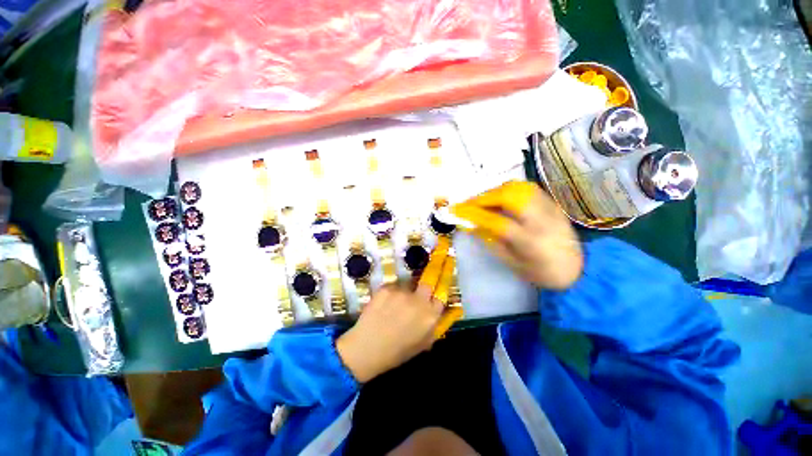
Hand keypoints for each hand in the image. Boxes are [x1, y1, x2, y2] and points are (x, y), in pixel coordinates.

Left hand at [336, 238, 458, 382]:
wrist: (366, 349)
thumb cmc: (398, 351)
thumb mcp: (424, 342)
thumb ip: (438, 323)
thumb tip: (451, 308)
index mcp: (430, 315)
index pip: (443, 291)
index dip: (445, 279)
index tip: (447, 265)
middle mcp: (418, 300)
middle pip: (430, 278)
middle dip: (434, 268)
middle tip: (434, 263)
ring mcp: (401, 292)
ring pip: (409, 284)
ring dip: (407, 291)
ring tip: (396, 305)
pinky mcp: (386, 288)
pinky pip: (395, 286)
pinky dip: (392, 293)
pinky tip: (385, 305)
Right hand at [451, 181, 582, 289]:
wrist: (579, 269)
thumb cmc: (542, 272)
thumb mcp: (513, 263)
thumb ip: (491, 242)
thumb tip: (471, 225)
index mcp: (531, 242)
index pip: (497, 222)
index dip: (473, 214)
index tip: (456, 210)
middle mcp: (542, 220)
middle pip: (509, 197)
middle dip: (483, 197)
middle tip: (467, 203)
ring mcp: (550, 208)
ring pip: (518, 187)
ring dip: (495, 190)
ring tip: (481, 199)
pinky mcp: (552, 202)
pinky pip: (527, 188)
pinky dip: (508, 188)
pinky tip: (499, 196)